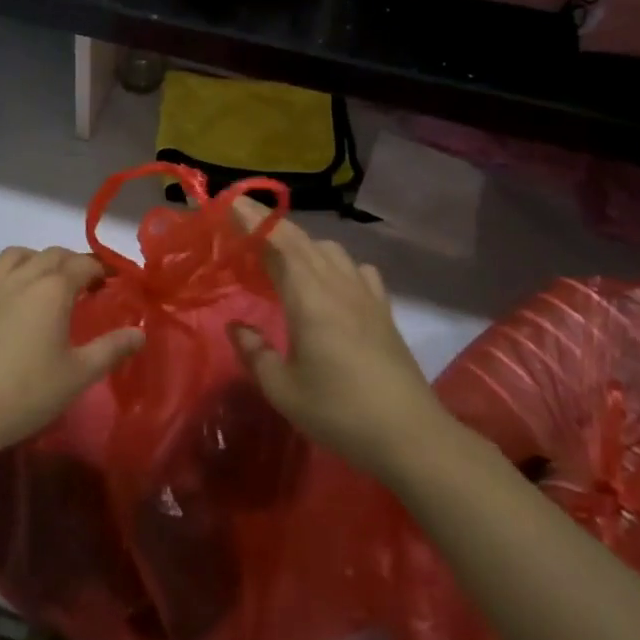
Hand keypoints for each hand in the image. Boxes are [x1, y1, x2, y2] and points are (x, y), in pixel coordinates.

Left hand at [0, 247, 142, 456]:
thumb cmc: (25, 393)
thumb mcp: (77, 375)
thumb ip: (111, 349)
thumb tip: (139, 333)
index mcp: (53, 288)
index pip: (83, 265)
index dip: (101, 270)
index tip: (111, 283)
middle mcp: (22, 275)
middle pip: (52, 254)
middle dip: (73, 263)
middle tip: (85, 286)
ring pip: (19, 255)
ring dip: (38, 261)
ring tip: (47, 285)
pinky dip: (10, 273)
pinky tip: (12, 299)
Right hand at [226, 199, 447, 483]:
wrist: (411, 436)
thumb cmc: (339, 412)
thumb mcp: (283, 390)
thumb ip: (255, 353)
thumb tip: (236, 326)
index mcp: (309, 297)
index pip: (277, 242)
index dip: (253, 219)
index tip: (229, 203)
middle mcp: (337, 285)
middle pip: (301, 239)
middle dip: (269, 224)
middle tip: (242, 220)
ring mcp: (365, 295)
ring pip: (330, 249)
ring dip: (302, 242)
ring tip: (282, 256)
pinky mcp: (384, 310)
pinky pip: (358, 269)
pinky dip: (336, 262)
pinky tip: (331, 281)